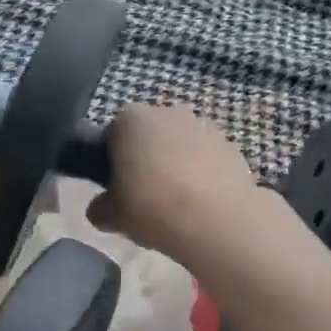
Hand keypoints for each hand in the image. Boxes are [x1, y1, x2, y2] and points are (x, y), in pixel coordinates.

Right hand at [88, 104, 257, 259]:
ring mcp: (203, 125)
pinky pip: (206, 159)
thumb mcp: (110, 215)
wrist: (217, 220)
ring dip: (176, 166)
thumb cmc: (152, 206)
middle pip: (149, 136)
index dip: (112, 163)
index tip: (116, 189)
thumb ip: (99, 207)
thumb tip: (101, 208)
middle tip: (144, 197)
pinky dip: (202, 176)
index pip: (111, 135)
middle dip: (146, 159)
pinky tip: (201, 205)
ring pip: (180, 146)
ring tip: (176, 205)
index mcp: (130, 118)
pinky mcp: (231, 145)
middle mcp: (166, 111)